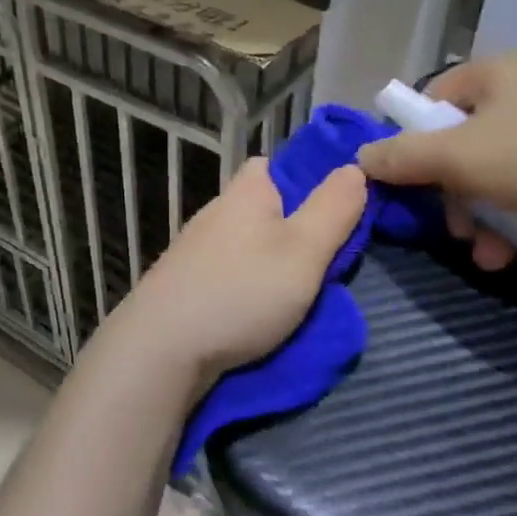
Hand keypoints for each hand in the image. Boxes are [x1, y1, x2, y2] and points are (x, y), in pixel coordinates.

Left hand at [92, 157, 366, 401]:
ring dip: (265, 262)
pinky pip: (224, 273)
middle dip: (289, 228)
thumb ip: (334, 209)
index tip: (330, 212)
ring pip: (243, 244)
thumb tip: (354, 167)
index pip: (272, 165)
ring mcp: (193, 249)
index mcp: (244, 192)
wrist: (161, 349)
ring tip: (292, 294)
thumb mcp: (304, 250)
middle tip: (320, 261)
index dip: (303, 180)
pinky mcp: (181, 284)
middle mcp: (215, 211)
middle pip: (260, 208)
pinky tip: (253, 311)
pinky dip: (242, 286)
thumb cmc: (242, 292)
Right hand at [357, 53, 516, 268]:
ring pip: (504, 170)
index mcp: (492, 73)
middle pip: (465, 143)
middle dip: (454, 196)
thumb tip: (360, 158)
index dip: (413, 145)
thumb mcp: (464, 157)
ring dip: (486, 216)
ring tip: (491, 256)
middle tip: (458, 232)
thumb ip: (406, 157)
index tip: (415, 188)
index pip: (430, 102)